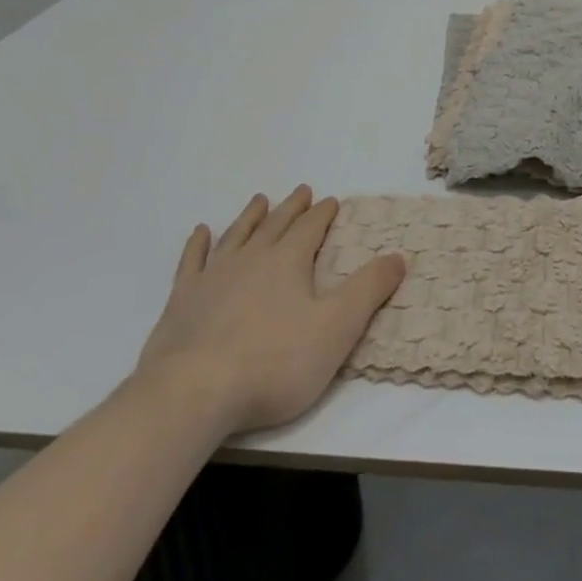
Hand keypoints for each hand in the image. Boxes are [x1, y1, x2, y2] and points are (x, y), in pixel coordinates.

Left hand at [132, 186, 405, 435]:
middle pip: (275, 224)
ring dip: (250, 216)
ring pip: (236, 234)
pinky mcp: (182, 299)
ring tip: (260, 200)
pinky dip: (199, 244)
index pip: (310, 228)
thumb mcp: (336, 329)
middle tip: (301, 191)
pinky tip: (201, 232)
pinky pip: (193, 260)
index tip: (331, 201)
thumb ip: (368, 290)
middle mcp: (251, 258)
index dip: (322, 214)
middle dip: (291, 207)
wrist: (195, 390)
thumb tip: (398, 256)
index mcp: (288, 262)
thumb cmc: (274, 362)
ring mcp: (213, 276)